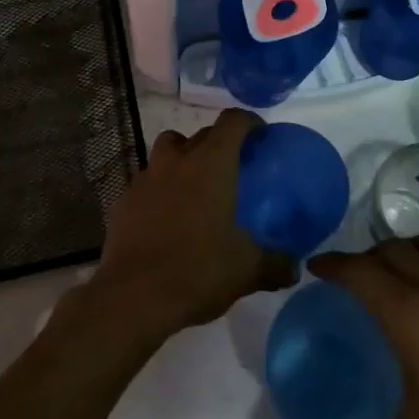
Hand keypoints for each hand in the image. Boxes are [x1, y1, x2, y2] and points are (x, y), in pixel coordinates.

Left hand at [84, 110, 298, 345]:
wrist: (132, 296)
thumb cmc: (196, 271)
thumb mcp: (246, 270)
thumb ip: (275, 265)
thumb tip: (295, 268)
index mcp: (211, 164)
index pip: (233, 122)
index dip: (249, 122)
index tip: (260, 135)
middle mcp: (177, 160)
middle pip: (201, 134)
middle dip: (218, 142)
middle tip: (232, 168)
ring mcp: (146, 178)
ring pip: (167, 150)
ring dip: (183, 158)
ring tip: (195, 187)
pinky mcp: (124, 200)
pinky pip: (147, 182)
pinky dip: (159, 189)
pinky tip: (166, 218)